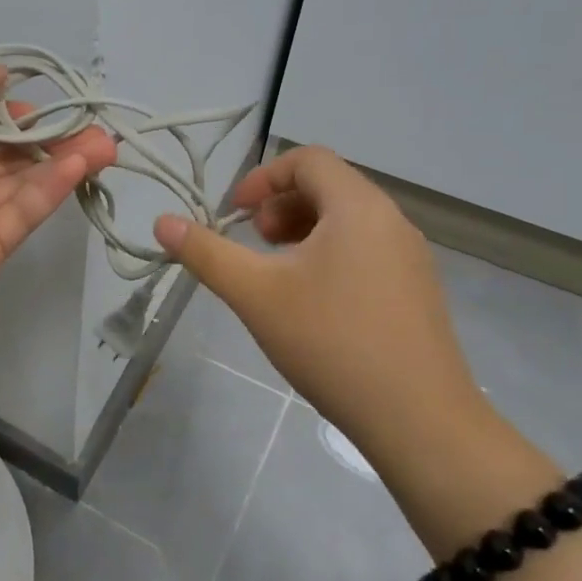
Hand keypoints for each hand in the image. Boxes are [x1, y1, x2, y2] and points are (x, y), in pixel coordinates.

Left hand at [0, 63, 118, 338]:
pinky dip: (51, 187)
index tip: (42, 107)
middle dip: (46, 137)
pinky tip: (82, 167)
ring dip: (61, 160)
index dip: (9, 112)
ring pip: (20, 180)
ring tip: (105, 146)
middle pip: (2, 151)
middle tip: (94, 127)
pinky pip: (23, 209)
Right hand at [153, 146, 478, 445]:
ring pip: (348, 221)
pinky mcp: (417, 292)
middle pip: (329, 187)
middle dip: (281, 206)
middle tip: (254, 244)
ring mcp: (411, 258)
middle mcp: (392, 221)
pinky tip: (312, 304)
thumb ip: (206, 253)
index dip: (263, 178)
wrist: (419, 421)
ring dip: (304, 232)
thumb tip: (162, 222)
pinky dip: (330, 256)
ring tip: (277, 274)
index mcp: (358, 207)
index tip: (235, 215)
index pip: (308, 159)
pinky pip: (367, 251)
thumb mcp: (255, 295)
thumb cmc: (331, 343)